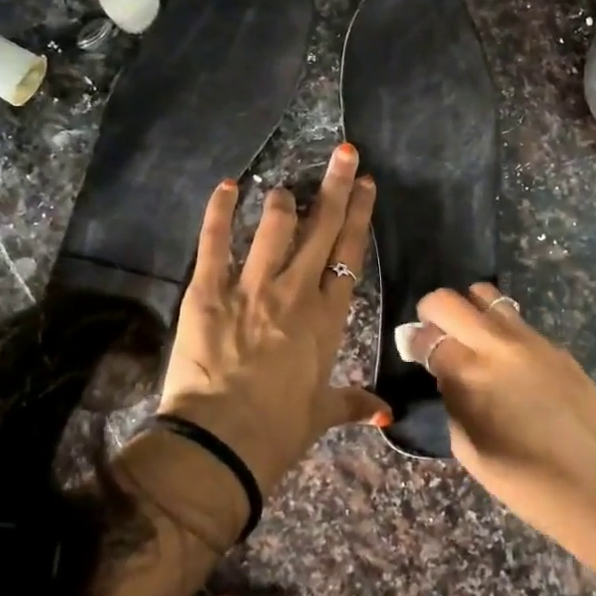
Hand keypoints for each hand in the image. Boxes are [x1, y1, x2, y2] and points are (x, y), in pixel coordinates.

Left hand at [159, 144, 380, 492]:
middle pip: (322, 227)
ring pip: (275, 226)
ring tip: (286, 187)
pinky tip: (228, 186)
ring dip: (283, 201)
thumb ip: (354, 403)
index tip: (367, 185)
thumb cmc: (279, 431)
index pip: (350, 253)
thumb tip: (386, 413)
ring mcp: (251, 286)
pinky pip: (216, 241)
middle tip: (345, 153)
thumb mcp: (321, 413)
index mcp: (327, 318)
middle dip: (336, 186)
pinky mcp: (208, 290)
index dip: (360, 215)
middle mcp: (295, 291)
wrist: (222, 442)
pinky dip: (220, 211)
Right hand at [398, 285, 595, 539]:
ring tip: (473, 342)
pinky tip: (508, 363)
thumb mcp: (471, 451)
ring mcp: (531, 341)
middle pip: (450, 299)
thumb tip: (444, 376)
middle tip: (437, 337)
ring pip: (487, 297)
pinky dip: (501, 330)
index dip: (414, 342)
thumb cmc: (530, 485)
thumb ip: (452, 403)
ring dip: (470, 312)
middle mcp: (497, 345)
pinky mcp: (556, 347)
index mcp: (470, 375)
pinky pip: (517, 322)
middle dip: (434, 312)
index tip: (414, 352)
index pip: (427, 335)